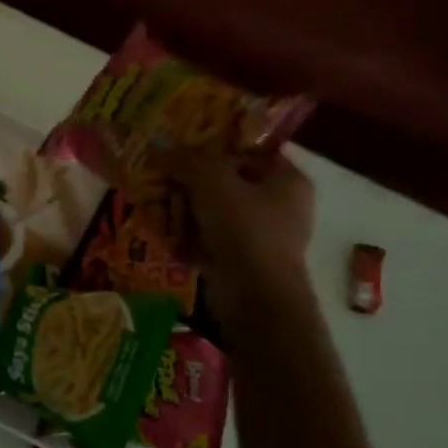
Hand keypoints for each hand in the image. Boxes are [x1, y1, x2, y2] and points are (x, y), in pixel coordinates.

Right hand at [168, 152, 317, 325]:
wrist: (255, 298)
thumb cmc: (244, 228)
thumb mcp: (211, 180)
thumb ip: (185, 159)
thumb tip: (160, 150)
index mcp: (287, 179)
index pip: (246, 151)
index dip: (211, 149)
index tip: (180, 154)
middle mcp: (279, 205)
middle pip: (222, 183)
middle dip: (188, 188)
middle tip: (165, 190)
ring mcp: (261, 236)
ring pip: (212, 213)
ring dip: (183, 214)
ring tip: (164, 218)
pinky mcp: (242, 262)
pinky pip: (210, 240)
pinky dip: (189, 240)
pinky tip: (171, 241)